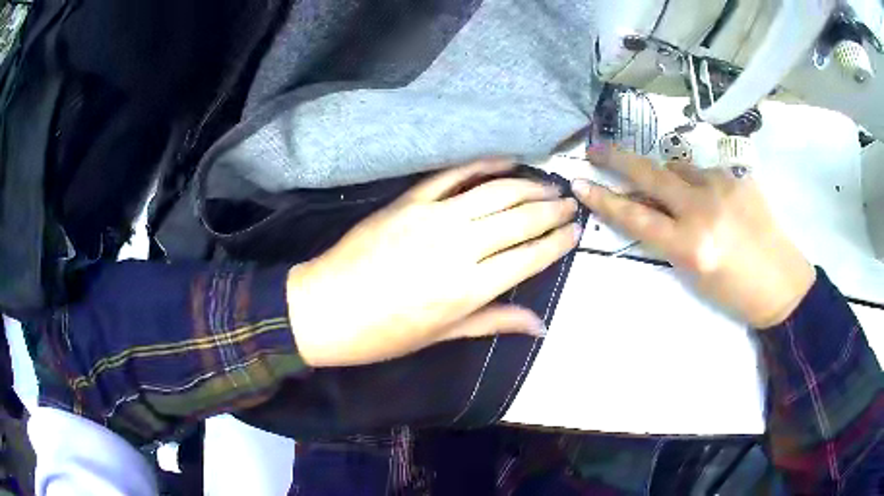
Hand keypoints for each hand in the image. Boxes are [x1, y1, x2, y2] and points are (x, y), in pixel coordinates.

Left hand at [287, 159, 581, 366]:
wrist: (325, 309)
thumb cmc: (382, 334)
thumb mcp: (441, 336)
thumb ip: (493, 322)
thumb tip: (540, 325)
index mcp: (468, 289)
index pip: (529, 257)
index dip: (557, 242)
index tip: (575, 231)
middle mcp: (458, 247)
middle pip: (519, 219)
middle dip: (552, 209)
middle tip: (571, 202)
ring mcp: (432, 218)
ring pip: (495, 192)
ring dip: (529, 185)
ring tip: (550, 183)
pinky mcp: (408, 201)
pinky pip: (452, 175)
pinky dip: (483, 164)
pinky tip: (506, 160)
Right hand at [574, 146, 815, 328]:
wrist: (782, 283)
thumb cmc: (735, 293)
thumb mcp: (694, 273)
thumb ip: (669, 237)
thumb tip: (649, 208)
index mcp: (690, 246)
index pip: (636, 217)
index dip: (604, 200)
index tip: (580, 184)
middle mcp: (703, 209)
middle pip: (650, 175)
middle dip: (617, 160)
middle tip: (595, 149)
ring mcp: (723, 186)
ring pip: (678, 166)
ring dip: (668, 175)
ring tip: (679, 194)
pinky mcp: (738, 176)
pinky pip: (705, 170)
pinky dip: (699, 181)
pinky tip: (714, 199)